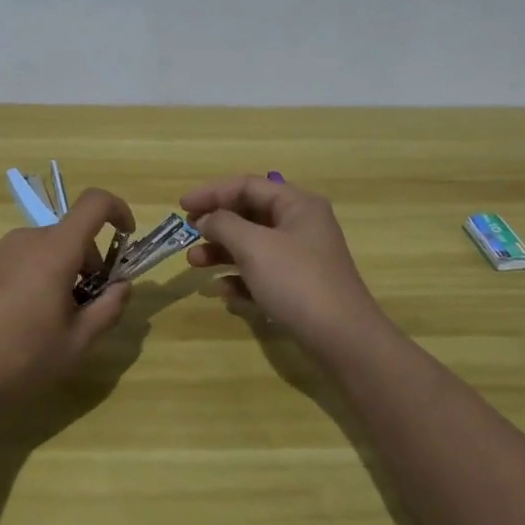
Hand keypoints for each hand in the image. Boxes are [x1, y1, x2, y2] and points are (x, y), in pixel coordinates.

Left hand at [0, 188, 135, 414]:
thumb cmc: (20, 360)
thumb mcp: (77, 343)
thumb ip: (108, 308)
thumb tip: (122, 286)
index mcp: (54, 250)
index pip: (94, 203)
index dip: (118, 210)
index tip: (126, 238)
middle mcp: (24, 239)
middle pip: (69, 234)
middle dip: (87, 262)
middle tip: (86, 307)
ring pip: (42, 249)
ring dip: (58, 271)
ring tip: (50, 320)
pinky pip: (16, 260)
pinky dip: (31, 276)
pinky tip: (17, 321)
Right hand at [182, 174, 388, 361]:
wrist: (343, 339)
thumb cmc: (296, 281)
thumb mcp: (254, 246)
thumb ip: (224, 225)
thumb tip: (206, 219)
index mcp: (297, 204)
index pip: (247, 185)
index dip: (212, 192)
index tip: (182, 207)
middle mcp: (300, 225)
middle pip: (249, 213)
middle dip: (216, 224)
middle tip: (188, 234)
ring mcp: (301, 257)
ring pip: (252, 244)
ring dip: (221, 251)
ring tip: (194, 264)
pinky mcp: (298, 287)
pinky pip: (261, 273)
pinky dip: (239, 277)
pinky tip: (221, 292)